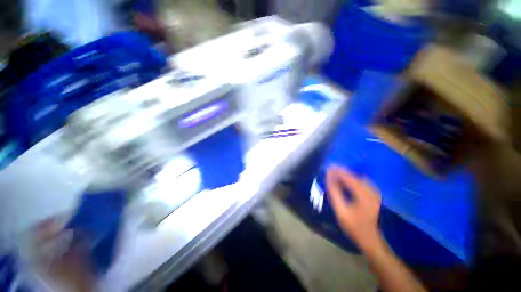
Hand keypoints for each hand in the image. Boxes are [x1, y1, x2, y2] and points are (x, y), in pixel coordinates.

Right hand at [326, 166, 381, 250]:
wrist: (369, 238)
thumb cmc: (353, 225)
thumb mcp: (341, 210)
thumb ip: (335, 193)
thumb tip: (329, 178)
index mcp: (364, 195)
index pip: (349, 178)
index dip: (339, 171)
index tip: (329, 166)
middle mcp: (371, 191)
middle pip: (355, 176)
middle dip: (342, 172)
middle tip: (331, 169)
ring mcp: (374, 194)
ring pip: (359, 179)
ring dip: (347, 175)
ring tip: (336, 173)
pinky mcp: (373, 196)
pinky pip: (362, 183)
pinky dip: (353, 179)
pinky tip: (346, 181)